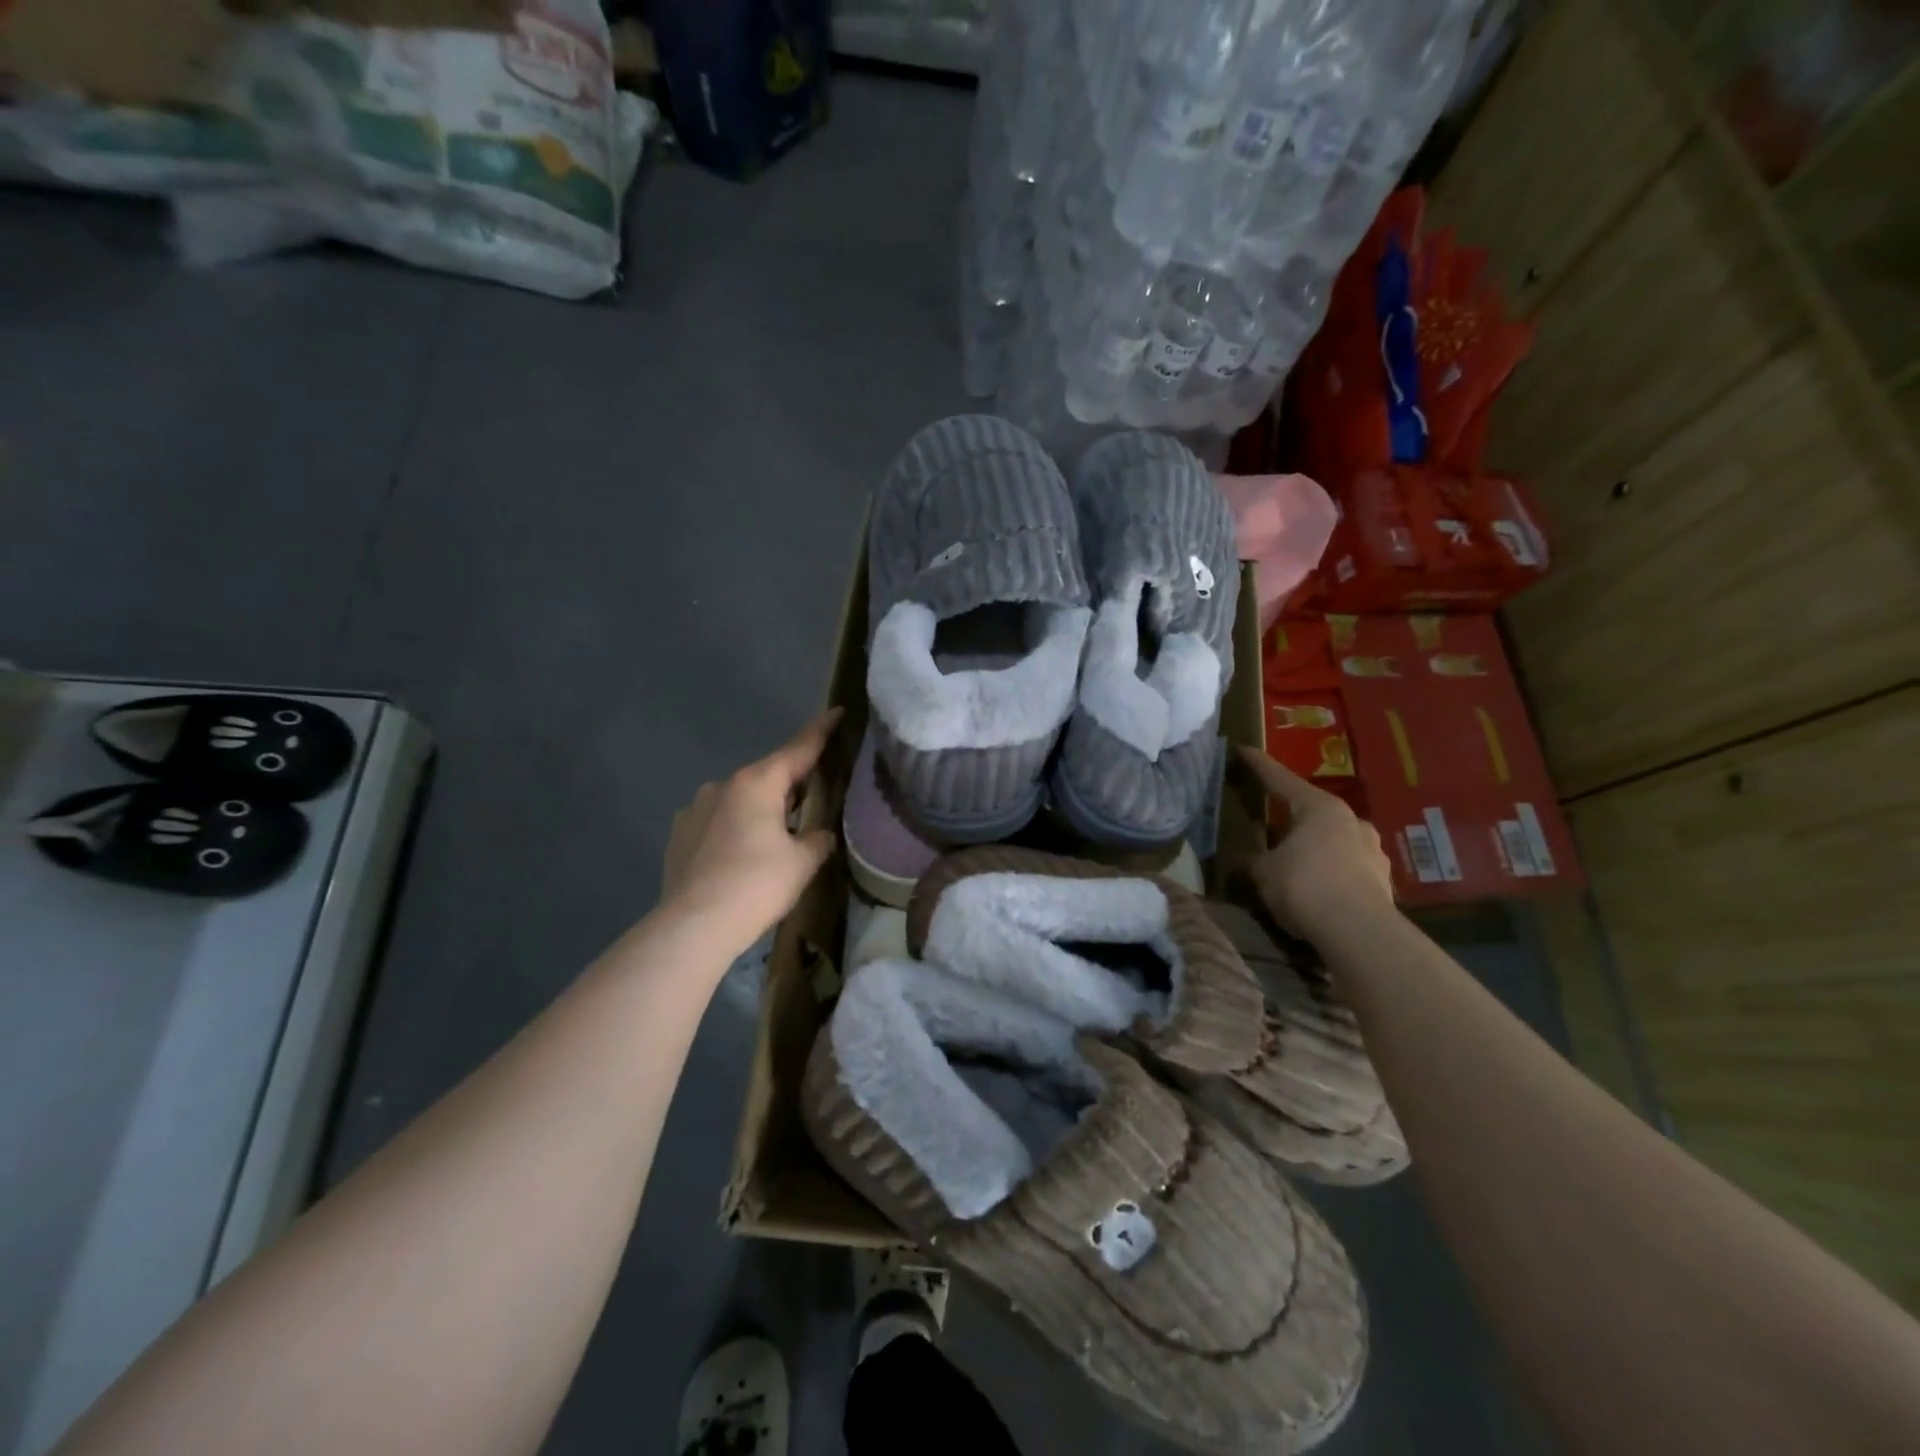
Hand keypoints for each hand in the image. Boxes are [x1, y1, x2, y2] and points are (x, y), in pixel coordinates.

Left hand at [659, 710, 841, 956]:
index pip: (798, 749)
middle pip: (767, 776)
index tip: (837, 712)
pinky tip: (740, 856)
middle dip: (790, 784)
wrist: (693, 926)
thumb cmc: (756, 886)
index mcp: (757, 783)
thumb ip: (818, 839)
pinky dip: (733, 830)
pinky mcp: (679, 835)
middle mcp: (723, 786)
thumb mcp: (802, 863)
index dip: (821, 731)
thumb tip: (819, 834)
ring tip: (775, 837)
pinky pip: (716, 822)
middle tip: (814, 796)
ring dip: (759, 810)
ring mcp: (695, 809)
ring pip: (739, 800)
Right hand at [1235, 745, 1396, 942]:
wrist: (1359, 933)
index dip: (1258, 765)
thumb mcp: (1262, 872)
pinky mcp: (1384, 880)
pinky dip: (1331, 872)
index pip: (1280, 778)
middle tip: (1269, 824)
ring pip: (1334, 840)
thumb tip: (1245, 860)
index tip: (1242, 750)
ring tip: (1295, 863)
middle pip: (1312, 810)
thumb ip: (1252, 860)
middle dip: (1291, 816)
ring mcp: (1373, 849)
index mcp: (1319, 807)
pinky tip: (1318, 889)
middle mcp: (1351, 820)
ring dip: (1315, 847)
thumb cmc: (1304, 886)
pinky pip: (1348, 867)